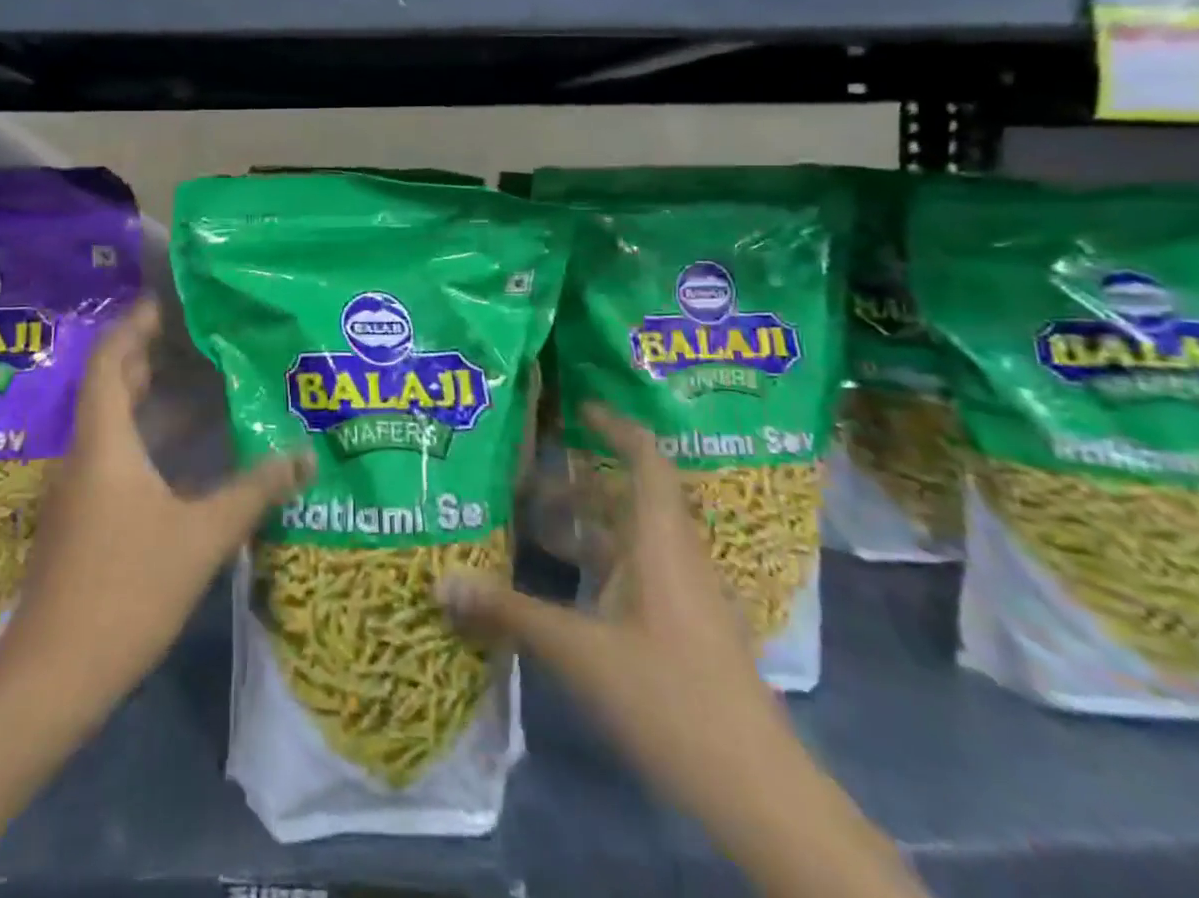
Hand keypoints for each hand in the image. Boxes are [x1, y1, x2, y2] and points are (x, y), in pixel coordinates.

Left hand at [0, 299, 314, 701]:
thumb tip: (305, 456)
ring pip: (119, 420)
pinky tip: (193, 445)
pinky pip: (122, 452)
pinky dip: (155, 434)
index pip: (110, 358)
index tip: (173, 299)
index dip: (137, 323)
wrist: (52, 679)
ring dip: (156, 394)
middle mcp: (88, 452)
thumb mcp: (201, 537)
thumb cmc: (125, 592)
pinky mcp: (88, 515)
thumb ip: (255, 491)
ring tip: (206, 373)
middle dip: (152, 351)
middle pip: (114, 383)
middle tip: (202, 330)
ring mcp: (84, 486)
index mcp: (104, 442)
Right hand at [444, 406, 790, 821]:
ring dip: (584, 525)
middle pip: (628, 497)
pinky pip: (635, 573)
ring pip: (630, 538)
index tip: (579, 408)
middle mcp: (675, 556)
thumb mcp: (579, 653)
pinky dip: (597, 564)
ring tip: (530, 524)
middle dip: (577, 482)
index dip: (616, 427)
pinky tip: (561, 586)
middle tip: (524, 476)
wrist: (758, 792)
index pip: (647, 460)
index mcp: (660, 542)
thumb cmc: (671, 698)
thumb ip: (509, 612)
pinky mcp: (684, 629)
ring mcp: (684, 595)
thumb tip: (441, 581)